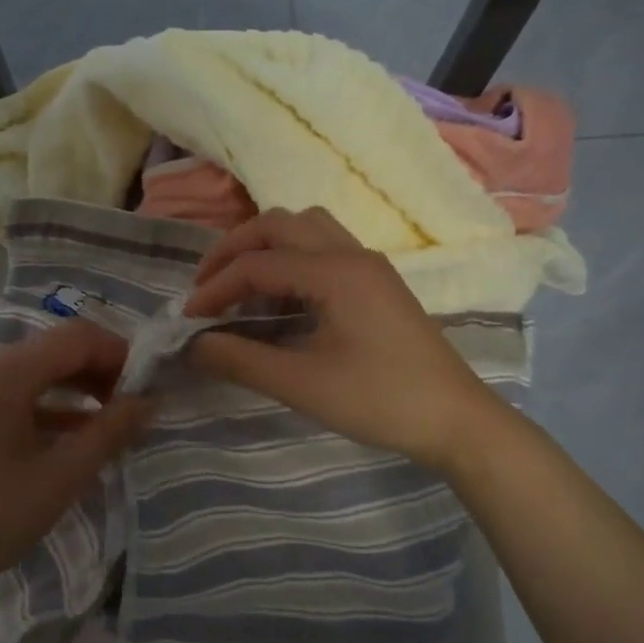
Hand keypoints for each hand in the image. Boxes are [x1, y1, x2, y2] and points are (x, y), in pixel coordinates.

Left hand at [0, 322, 153, 604]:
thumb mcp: (60, 477)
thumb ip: (109, 433)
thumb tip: (150, 401)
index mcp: (5, 374)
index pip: (76, 338)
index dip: (120, 354)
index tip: (150, 387)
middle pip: (57, 350)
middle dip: (102, 370)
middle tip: (136, 405)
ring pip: (40, 372)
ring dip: (80, 388)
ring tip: (115, 419)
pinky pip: (21, 396)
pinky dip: (54, 407)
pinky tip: (79, 435)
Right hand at [181, 207, 505, 471]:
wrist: (455, 419)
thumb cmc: (380, 401)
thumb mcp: (303, 384)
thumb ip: (242, 359)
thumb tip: (193, 344)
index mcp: (334, 272)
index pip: (258, 263)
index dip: (215, 288)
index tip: (188, 320)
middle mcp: (352, 253)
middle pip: (279, 223)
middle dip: (234, 249)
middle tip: (206, 288)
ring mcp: (369, 264)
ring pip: (306, 227)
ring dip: (266, 247)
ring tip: (241, 288)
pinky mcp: (377, 281)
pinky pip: (324, 248)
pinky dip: (292, 259)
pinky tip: (281, 299)